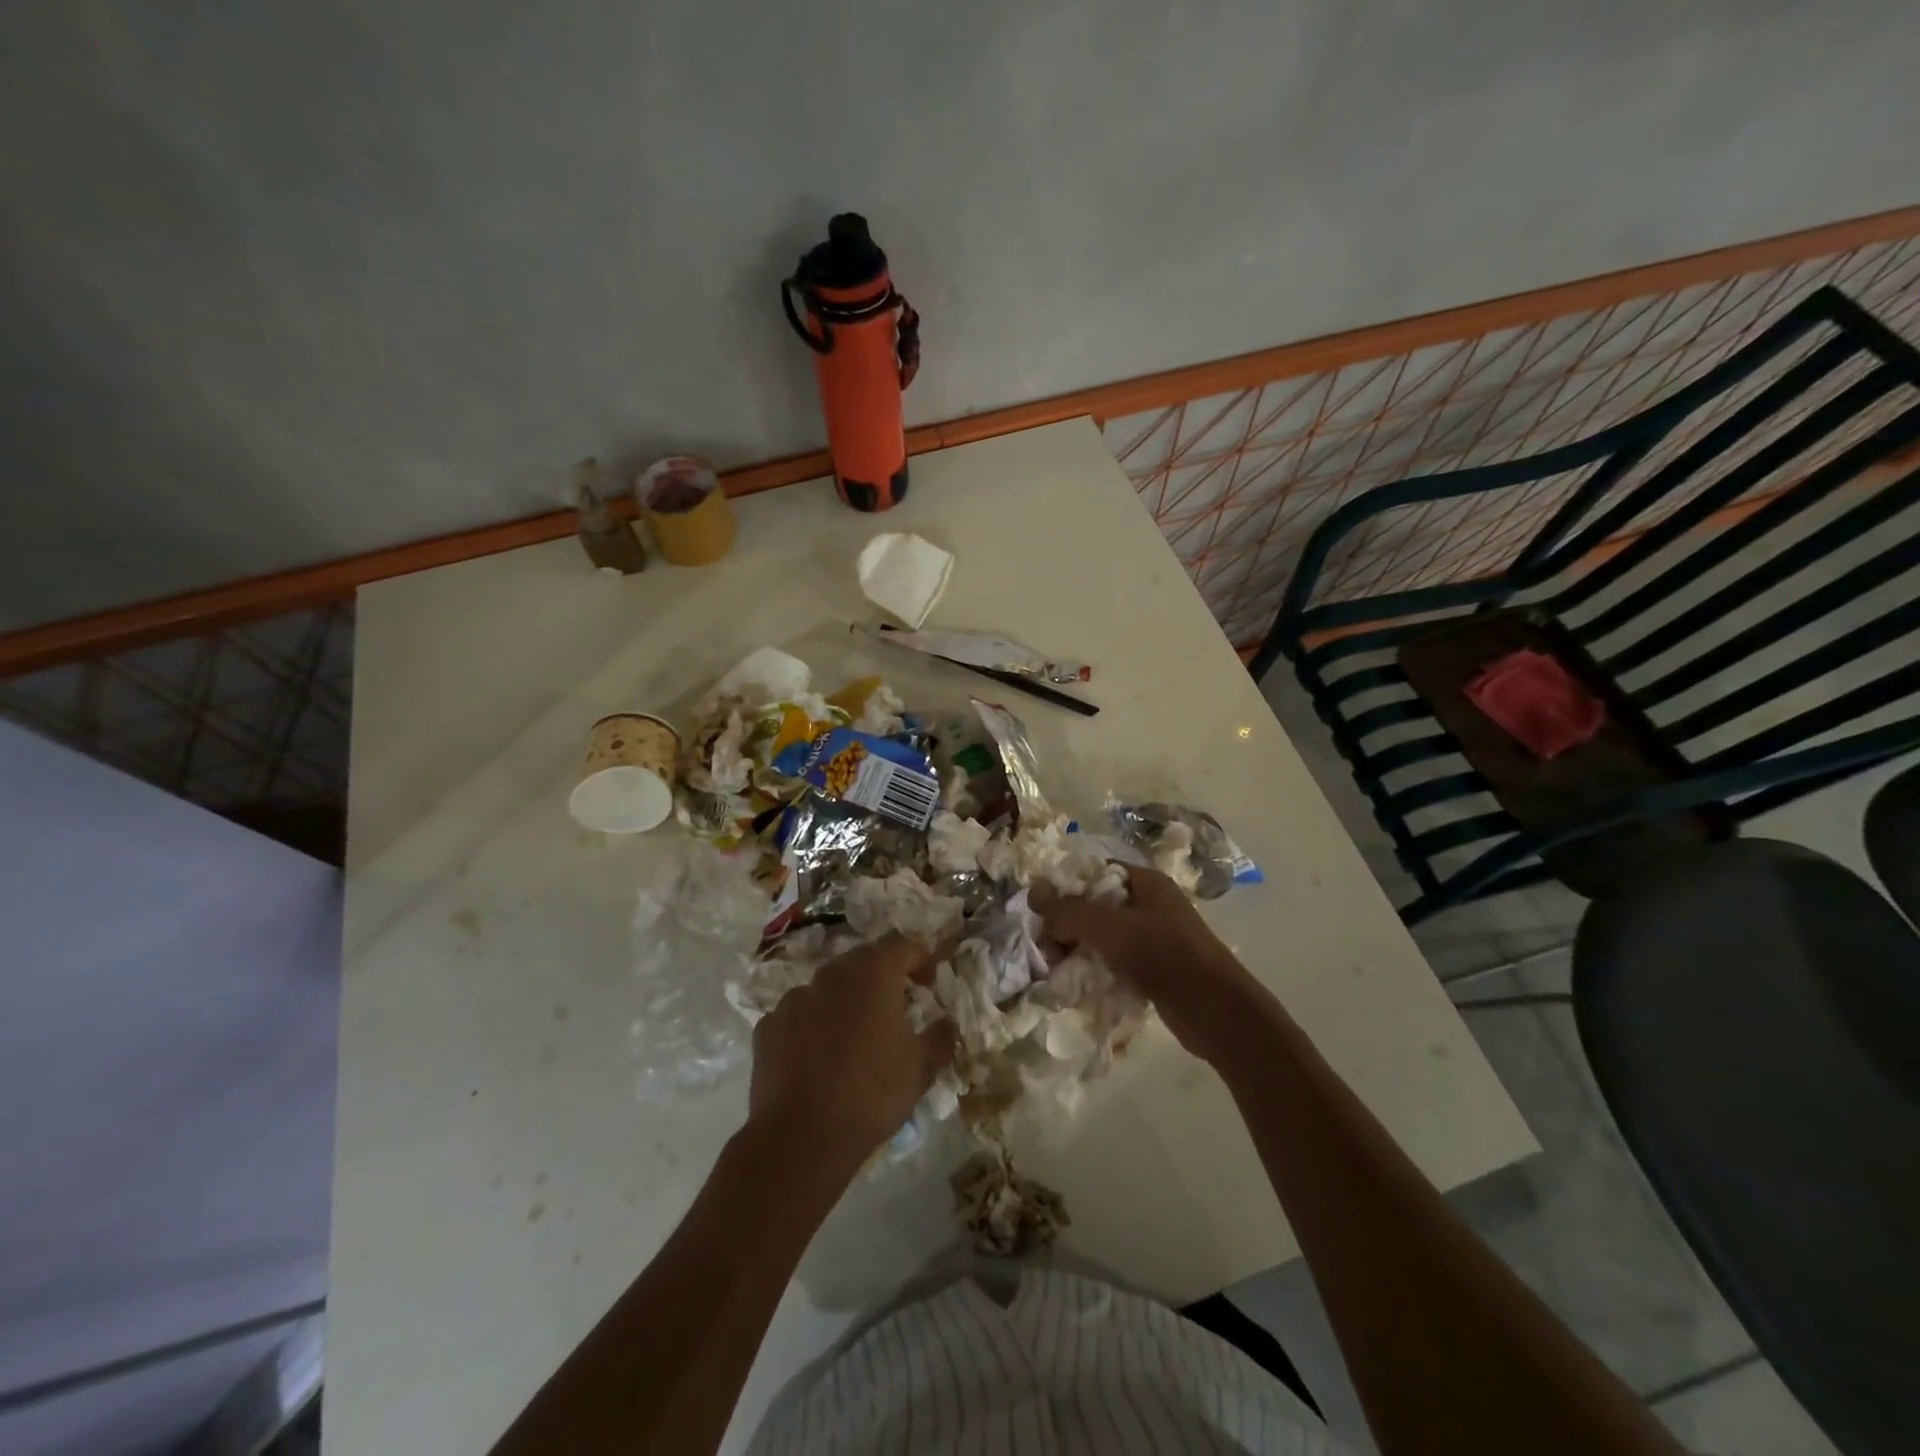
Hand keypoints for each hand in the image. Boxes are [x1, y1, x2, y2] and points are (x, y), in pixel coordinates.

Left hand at [745, 934, 954, 1177]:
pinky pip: (799, 1014)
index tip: (929, 982)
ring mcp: (795, 998)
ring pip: (828, 986)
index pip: (902, 944)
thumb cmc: (871, 1094)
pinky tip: (818, 1056)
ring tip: (854, 1034)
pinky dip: (813, 1024)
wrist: (800, 1138)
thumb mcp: (920, 1068)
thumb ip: (939, 1037)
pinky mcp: (769, 1026)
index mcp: (873, 975)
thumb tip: (947, 1022)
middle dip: (882, 976)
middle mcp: (831, 975)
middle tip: (896, 1006)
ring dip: (845, 1000)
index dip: (920, 958)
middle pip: (863, 960)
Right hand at [1040, 866, 1271, 1060]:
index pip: (1096, 872)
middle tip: (1045, 947)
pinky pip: (1117, 962)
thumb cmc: (1162, 955)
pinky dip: (1098, 971)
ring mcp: (1155, 937)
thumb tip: (1033, 896)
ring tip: (1057, 970)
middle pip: (1097, 906)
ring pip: (1105, 937)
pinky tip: (1080, 986)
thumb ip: (1068, 911)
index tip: (1040, 910)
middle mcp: (1151, 904)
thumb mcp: (1108, 927)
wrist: (1215, 1010)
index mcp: (1146, 882)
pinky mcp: (1156, 968)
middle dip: (1068, 925)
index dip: (1066, 887)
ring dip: (1080, 951)